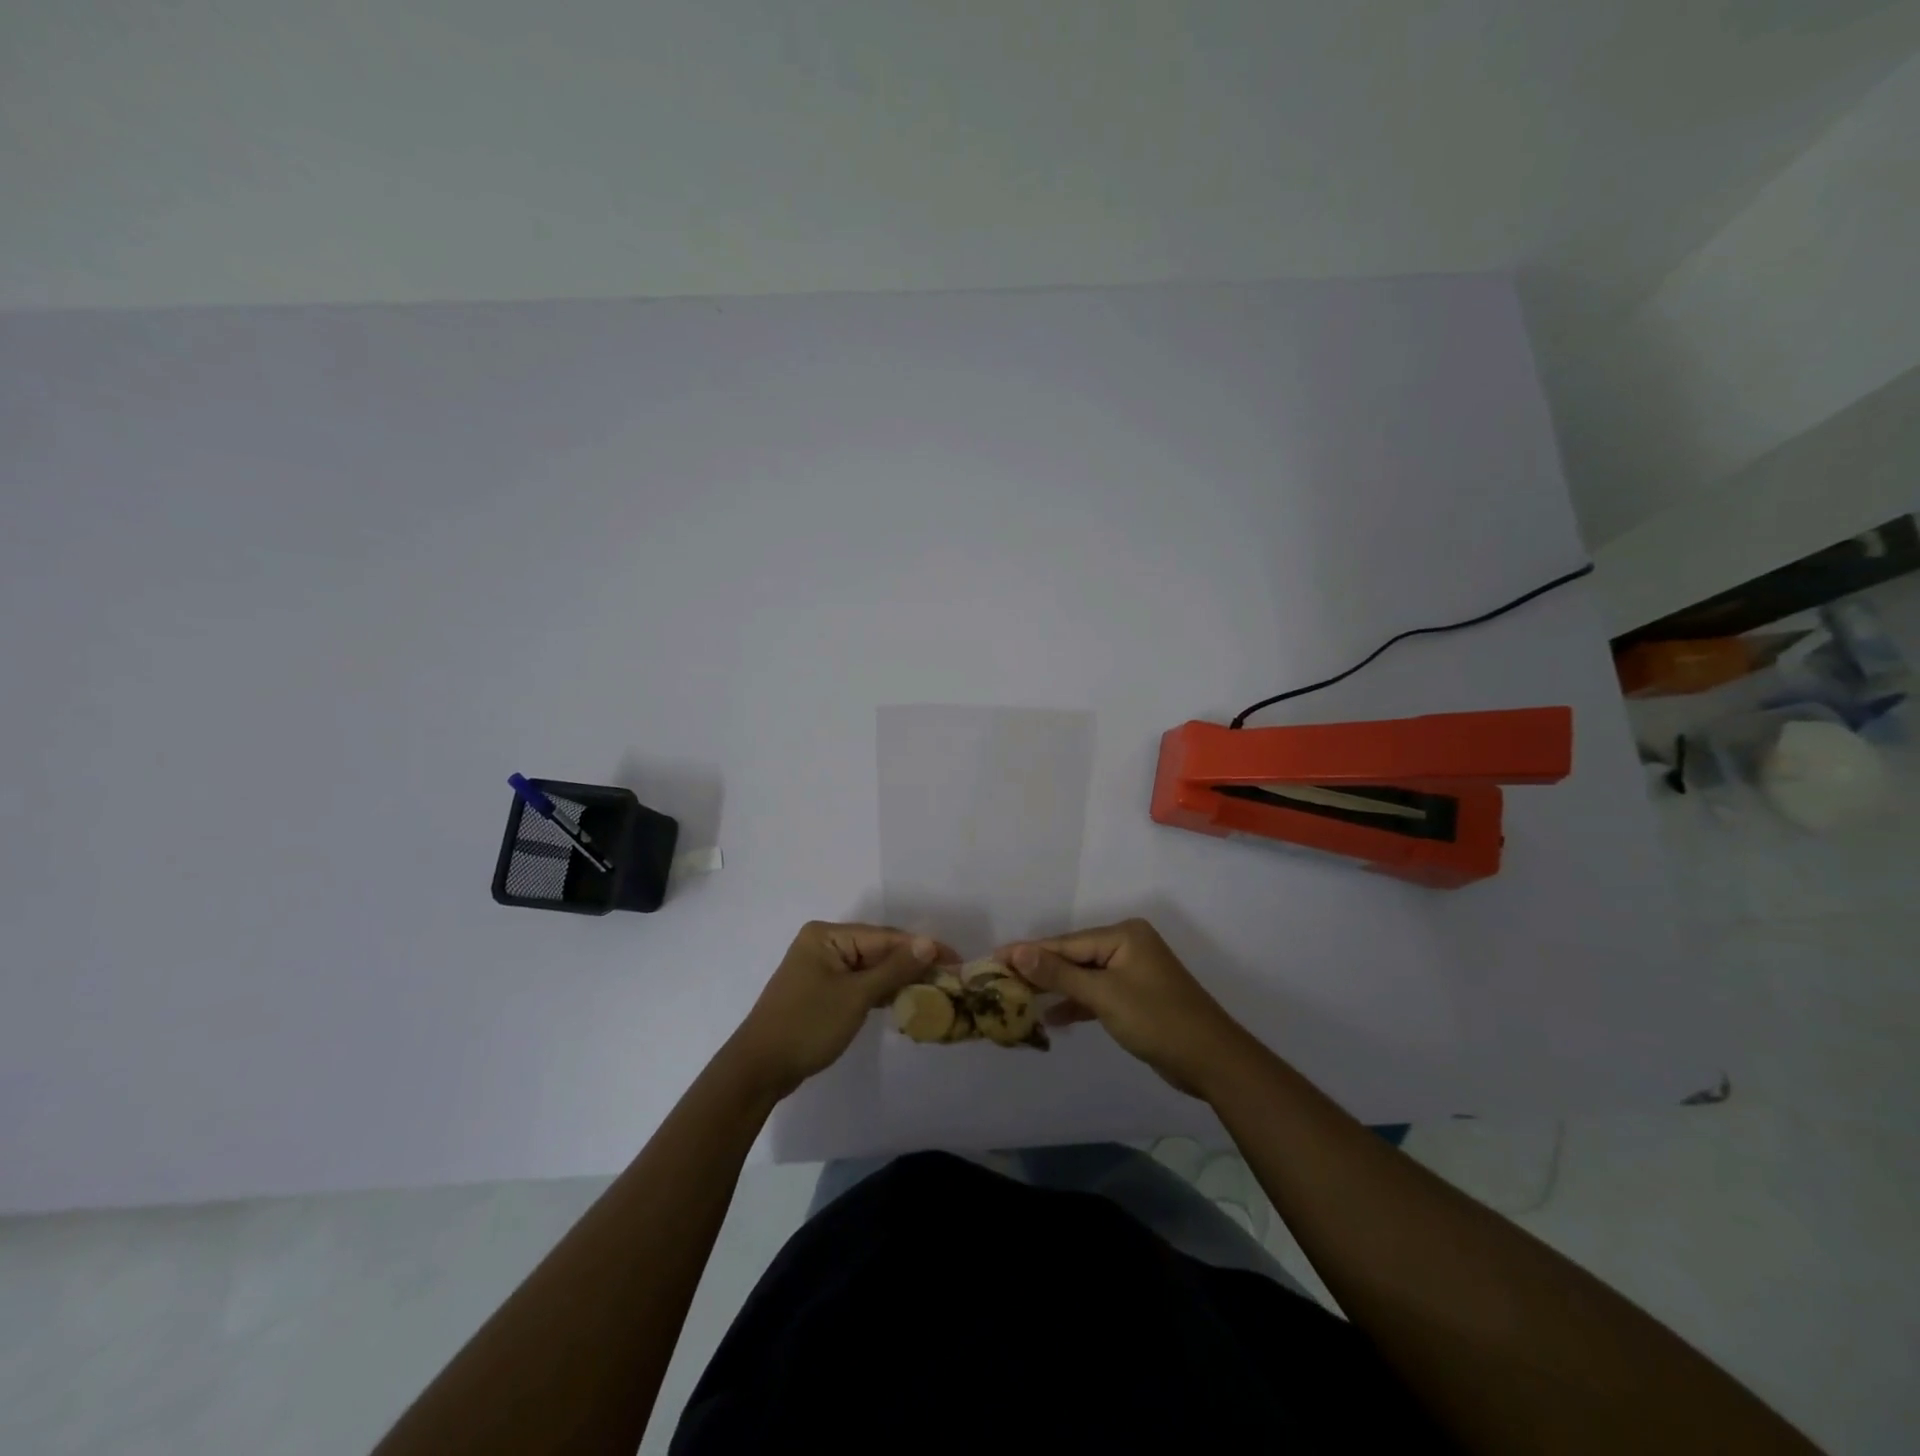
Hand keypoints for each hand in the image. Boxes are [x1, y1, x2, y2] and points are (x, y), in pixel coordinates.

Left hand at [727, 922, 951, 1099]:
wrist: (759, 1069)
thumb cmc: (808, 1025)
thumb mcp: (856, 996)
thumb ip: (895, 968)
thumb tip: (930, 943)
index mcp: (827, 935)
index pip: (885, 937)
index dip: (922, 948)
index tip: (956, 960)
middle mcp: (824, 944)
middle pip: (879, 949)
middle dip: (912, 963)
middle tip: (950, 977)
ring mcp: (821, 968)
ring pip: (870, 967)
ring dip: (898, 978)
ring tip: (935, 989)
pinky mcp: (821, 991)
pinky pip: (859, 983)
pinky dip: (880, 991)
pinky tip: (904, 1000)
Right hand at [997, 918, 1245, 1096]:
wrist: (1212, 1060)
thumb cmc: (1157, 1020)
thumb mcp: (1104, 995)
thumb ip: (1059, 974)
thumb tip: (1018, 951)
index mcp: (1123, 935)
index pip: (1066, 943)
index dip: (1029, 952)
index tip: (994, 958)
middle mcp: (1128, 945)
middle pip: (1073, 956)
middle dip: (1040, 970)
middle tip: (1001, 980)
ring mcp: (1133, 971)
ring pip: (1084, 975)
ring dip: (1056, 989)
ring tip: (1019, 998)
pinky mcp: (1136, 996)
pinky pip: (1097, 992)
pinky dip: (1077, 1003)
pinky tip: (1053, 1017)